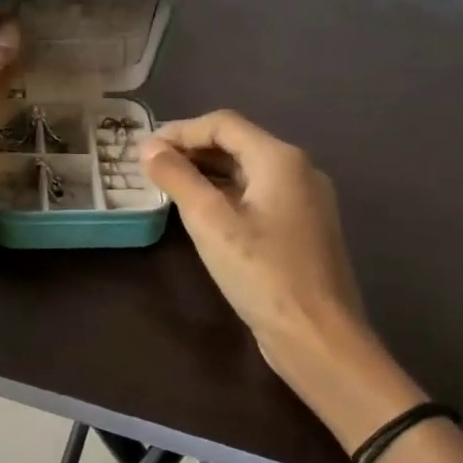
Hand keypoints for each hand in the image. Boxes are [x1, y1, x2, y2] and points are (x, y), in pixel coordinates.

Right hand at [140, 111, 391, 409]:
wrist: (318, 338)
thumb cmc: (262, 274)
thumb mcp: (210, 222)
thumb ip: (177, 178)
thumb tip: (148, 147)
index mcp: (281, 159)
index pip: (223, 124)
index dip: (180, 131)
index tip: (144, 149)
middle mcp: (299, 170)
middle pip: (238, 144)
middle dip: (192, 150)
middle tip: (151, 168)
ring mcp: (305, 201)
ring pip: (248, 172)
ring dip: (207, 173)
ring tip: (169, 188)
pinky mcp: (303, 229)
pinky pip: (259, 197)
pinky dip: (227, 195)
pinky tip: (202, 214)